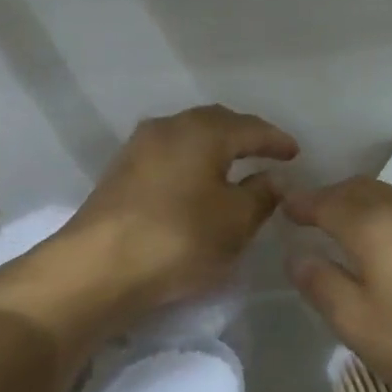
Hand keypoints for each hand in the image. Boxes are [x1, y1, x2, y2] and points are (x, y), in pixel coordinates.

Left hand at [0, 105, 297, 343]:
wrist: (97, 268)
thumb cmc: (179, 238)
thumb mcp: (236, 222)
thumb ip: (261, 196)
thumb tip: (272, 179)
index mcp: (203, 131)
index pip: (250, 128)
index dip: (276, 140)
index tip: (294, 153)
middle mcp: (169, 128)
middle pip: (215, 123)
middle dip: (243, 135)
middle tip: (265, 152)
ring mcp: (138, 148)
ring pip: (187, 138)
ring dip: (213, 148)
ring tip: (232, 166)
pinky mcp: (119, 173)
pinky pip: (168, 156)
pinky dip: (190, 163)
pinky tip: (195, 183)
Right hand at [284, 177, 391, 391]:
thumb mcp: (356, 322)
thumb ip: (320, 284)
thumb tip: (297, 255)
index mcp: (371, 223)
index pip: (326, 201)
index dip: (302, 203)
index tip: (283, 206)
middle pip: (358, 189)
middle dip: (330, 196)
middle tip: (309, 214)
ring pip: (387, 194)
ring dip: (360, 201)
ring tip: (344, 223)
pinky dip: (387, 212)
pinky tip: (389, 236)